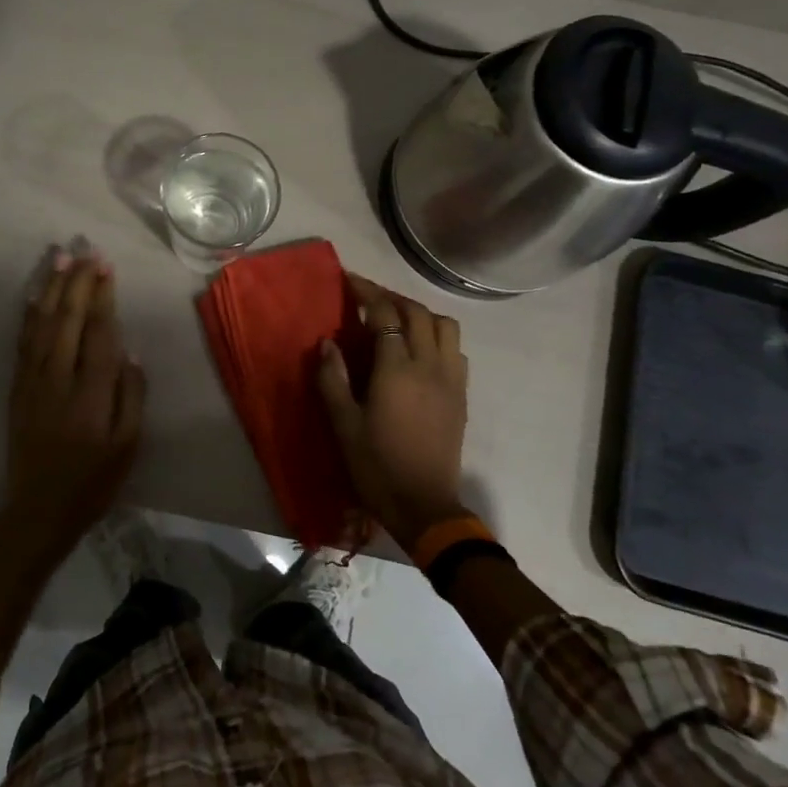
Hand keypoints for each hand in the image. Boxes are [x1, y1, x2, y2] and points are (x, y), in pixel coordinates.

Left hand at [5, 250, 145, 549]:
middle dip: (77, 281)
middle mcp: (58, 378)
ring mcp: (32, 380)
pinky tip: (33, 294)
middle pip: (67, 318)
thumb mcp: (128, 446)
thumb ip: (131, 396)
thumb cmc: (92, 480)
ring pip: (41, 323)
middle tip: (86, 250)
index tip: (106, 267)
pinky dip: (29, 313)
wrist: (38, 509)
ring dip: (51, 288)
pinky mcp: (17, 387)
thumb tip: (129, 353)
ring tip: (59, 257)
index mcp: (90, 393)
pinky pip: (22, 340)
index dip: (102, 296)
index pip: (97, 332)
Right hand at [317, 273, 469, 552]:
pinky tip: (419, 350)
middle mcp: (429, 366)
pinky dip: (437, 337)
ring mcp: (451, 380)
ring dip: (420, 314)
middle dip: (392, 298)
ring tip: (396, 320)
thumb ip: (332, 379)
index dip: (367, 293)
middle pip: (418, 313)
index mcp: (397, 371)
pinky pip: (455, 350)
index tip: (349, 281)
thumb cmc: (376, 466)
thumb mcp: (343, 424)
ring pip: (445, 327)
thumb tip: (326, 342)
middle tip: (368, 297)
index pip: (385, 315)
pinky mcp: (461, 396)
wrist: (424, 506)